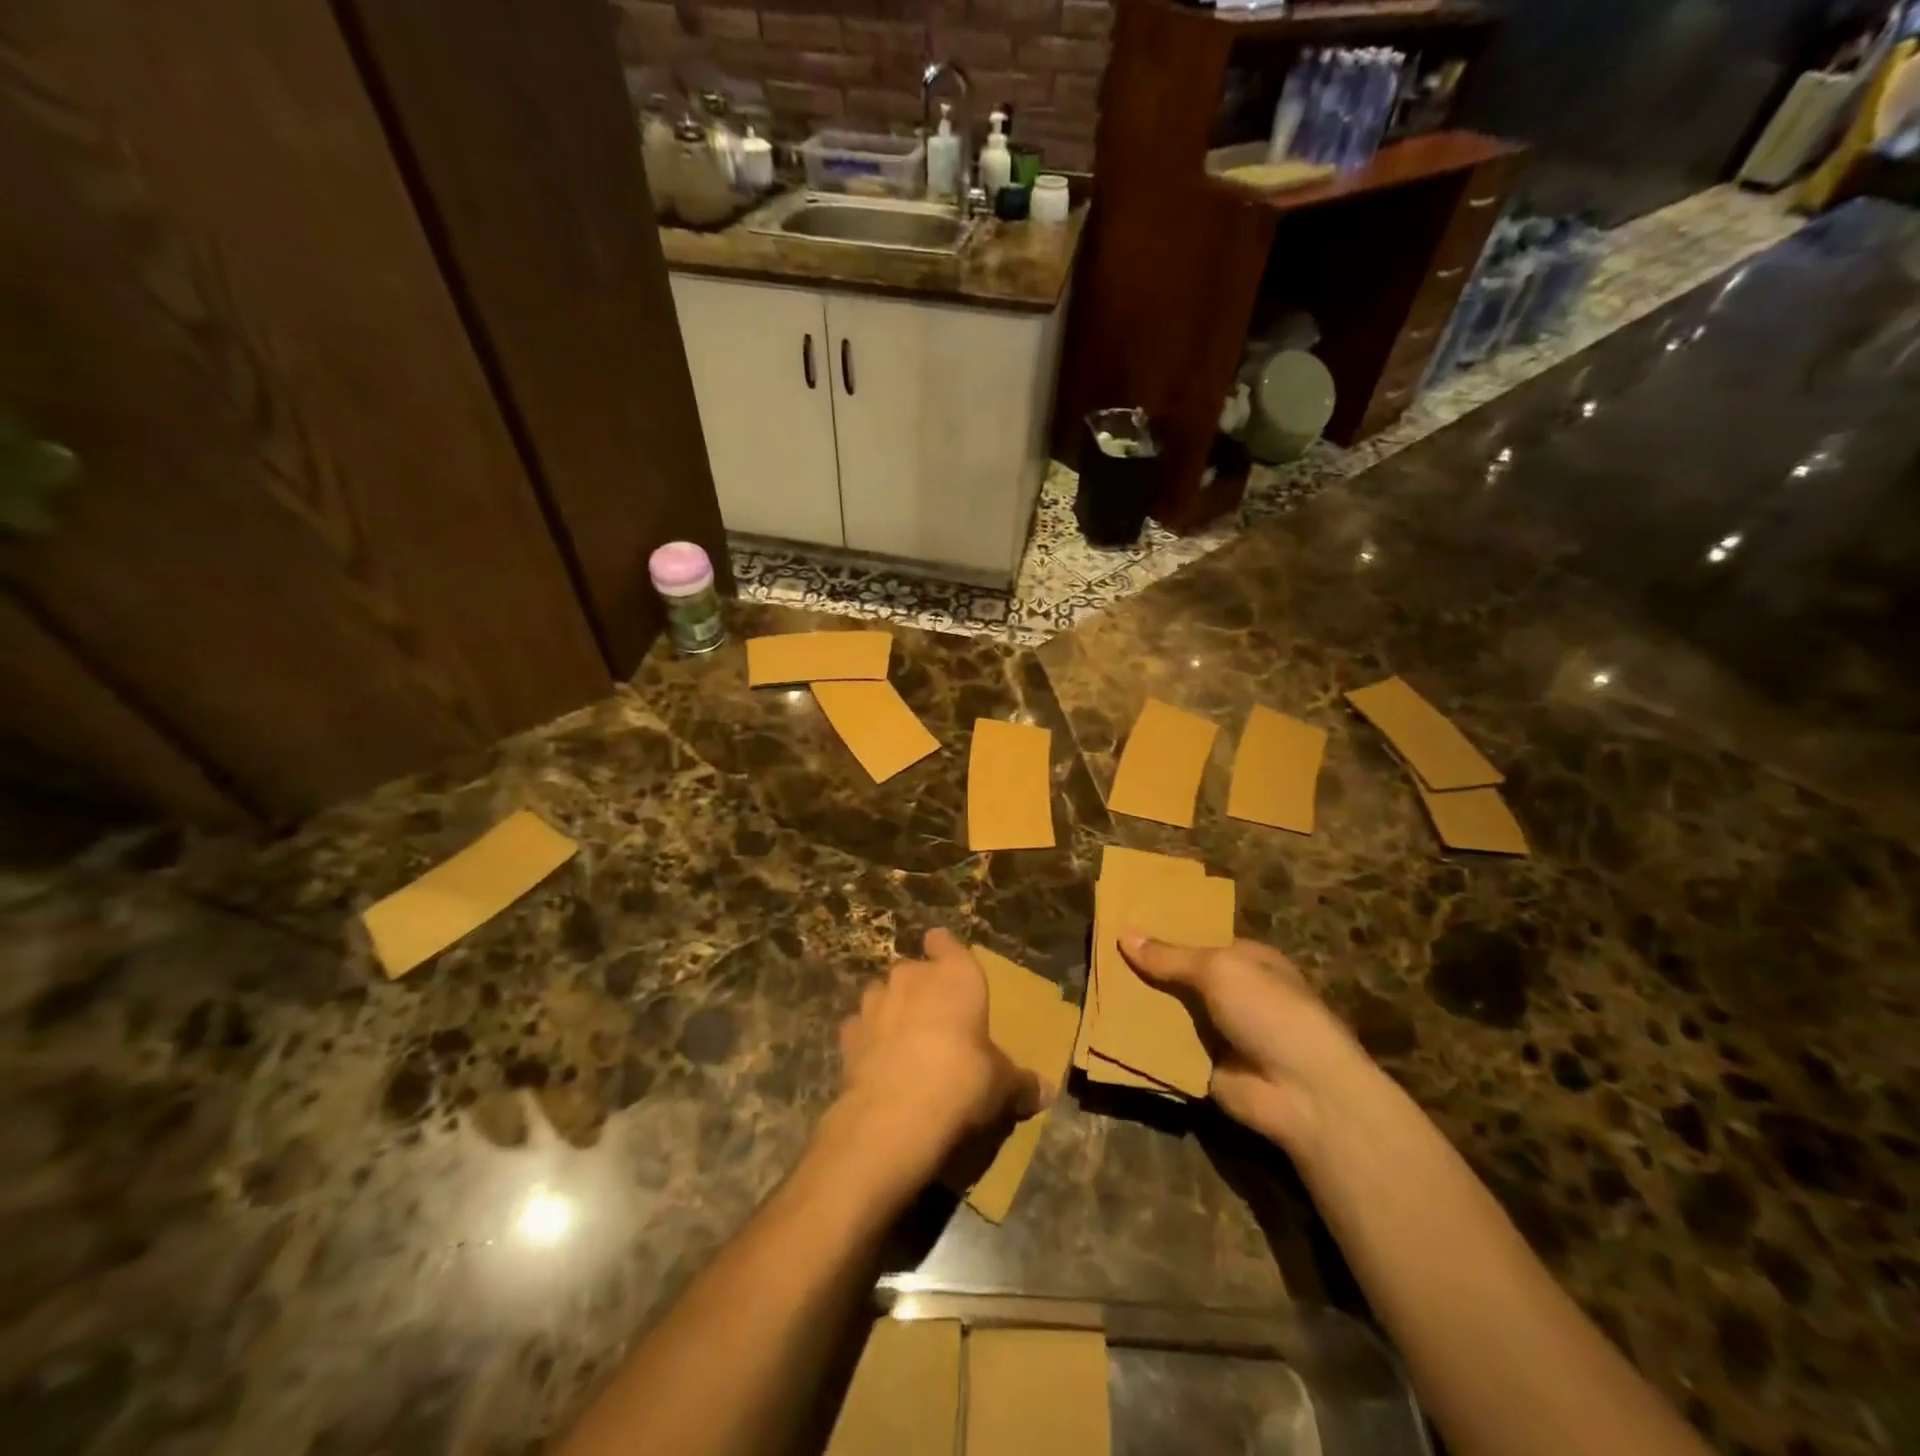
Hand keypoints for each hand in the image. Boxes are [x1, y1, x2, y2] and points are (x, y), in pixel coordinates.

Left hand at [832, 928, 1043, 1193]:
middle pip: (913, 969)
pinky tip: (876, 1061)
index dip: (944, 948)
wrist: (897, 1112)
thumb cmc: (963, 1079)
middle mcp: (912, 977)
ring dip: (891, 1009)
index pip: (946, 943)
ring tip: (904, 1039)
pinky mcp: (847, 1034)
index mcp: (956, 975)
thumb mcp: (1002, 1085)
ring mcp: (875, 1003)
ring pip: (881, 994)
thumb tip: (1046, 1090)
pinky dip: (867, 1039)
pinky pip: (859, 1028)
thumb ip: (1020, 1082)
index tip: (942, 952)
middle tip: (935, 1016)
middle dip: (920, 987)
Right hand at [1119, 934, 1372, 1156]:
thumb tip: (1124, 934)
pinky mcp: (1201, 1066)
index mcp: (1245, 960)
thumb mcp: (1220, 970)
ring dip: (1137, 1004)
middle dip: (1143, 968)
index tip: (1120, 923)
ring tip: (1091, 986)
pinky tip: (1103, 1026)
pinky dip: (1139, 1040)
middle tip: (1096, 954)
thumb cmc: (1271, 1013)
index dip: (1162, 932)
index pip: (1196, 938)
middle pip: (1177, 975)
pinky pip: (1163, 1047)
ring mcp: (1216, 1032)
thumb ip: (1170, 956)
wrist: (1303, 1094)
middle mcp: (1231, 993)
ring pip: (1167, 1011)